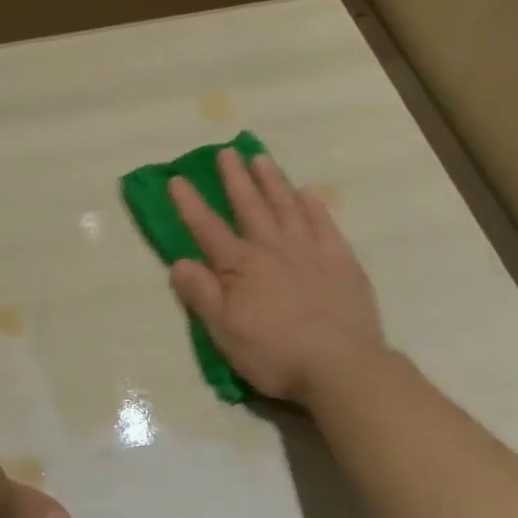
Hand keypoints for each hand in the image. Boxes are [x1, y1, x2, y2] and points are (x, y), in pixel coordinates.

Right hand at [167, 149, 386, 403]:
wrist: (341, 365)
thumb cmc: (275, 353)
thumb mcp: (224, 331)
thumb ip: (201, 294)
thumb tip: (178, 262)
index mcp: (241, 266)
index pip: (207, 228)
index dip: (190, 204)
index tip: (176, 178)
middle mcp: (273, 248)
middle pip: (250, 206)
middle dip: (235, 178)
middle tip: (227, 152)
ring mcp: (310, 250)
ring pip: (287, 206)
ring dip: (272, 181)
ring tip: (261, 159)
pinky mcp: (341, 260)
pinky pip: (324, 223)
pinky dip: (314, 206)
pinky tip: (308, 193)